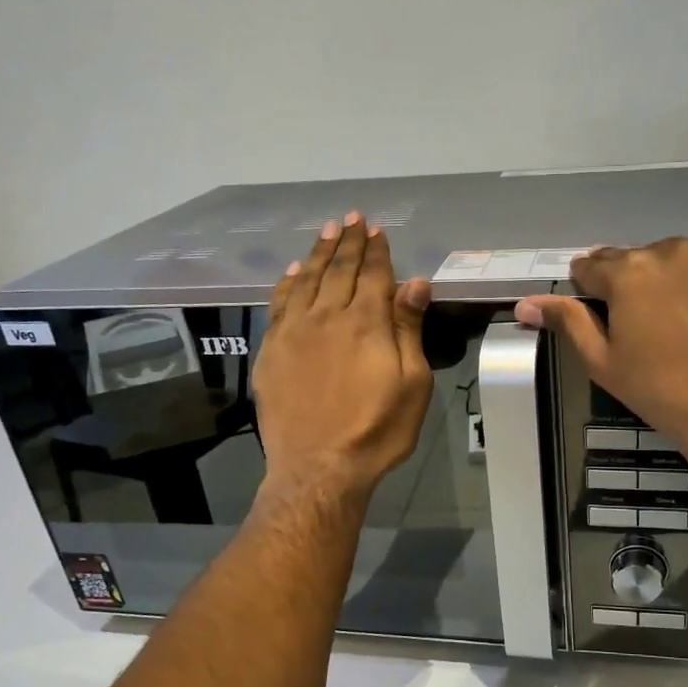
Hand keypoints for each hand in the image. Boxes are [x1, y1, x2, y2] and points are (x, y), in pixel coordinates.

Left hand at [253, 214, 432, 500]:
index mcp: (366, 323)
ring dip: (318, 253)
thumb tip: (415, 283)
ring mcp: (294, 332)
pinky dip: (287, 282)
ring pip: (306, 279)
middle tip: (352, 218)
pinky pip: (279, 304)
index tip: (376, 230)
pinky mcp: (272, 350)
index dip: (376, 251)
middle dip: (348, 242)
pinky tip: (292, 271)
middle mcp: (327, 316)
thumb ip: (409, 330)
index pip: (373, 275)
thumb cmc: (377, 430)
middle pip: (339, 269)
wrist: (318, 467)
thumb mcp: (412, 384)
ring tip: (327, 231)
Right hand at [515, 240, 687, 473]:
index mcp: (629, 271)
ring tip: (680, 327)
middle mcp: (672, 251)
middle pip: (636, 261)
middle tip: (643, 330)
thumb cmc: (660, 390)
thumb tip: (525, 304)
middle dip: (632, 287)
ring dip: (670, 284)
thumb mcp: (602, 361)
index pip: (591, 266)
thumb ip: (566, 322)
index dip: (589, 292)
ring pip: (677, 263)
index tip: (601, 318)